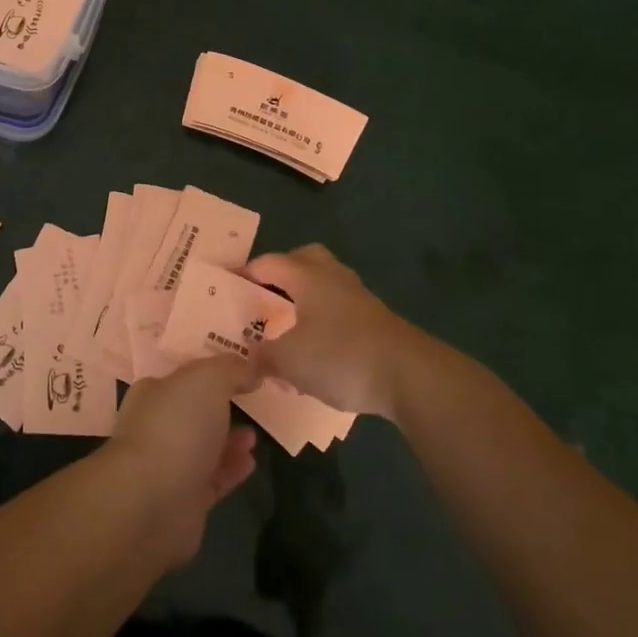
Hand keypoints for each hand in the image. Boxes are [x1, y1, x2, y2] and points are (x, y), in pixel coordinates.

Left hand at [106, 356, 258, 565]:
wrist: (153, 500)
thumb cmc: (176, 426)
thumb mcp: (208, 379)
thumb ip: (231, 369)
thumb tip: (251, 368)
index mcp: (154, 391)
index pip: (183, 374)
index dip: (211, 369)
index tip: (240, 368)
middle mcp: (157, 425)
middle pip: (194, 410)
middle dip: (222, 405)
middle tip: (251, 403)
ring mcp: (169, 464)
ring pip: (204, 445)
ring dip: (230, 438)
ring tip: (255, 434)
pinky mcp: (185, 499)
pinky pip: (213, 477)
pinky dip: (232, 467)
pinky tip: (251, 460)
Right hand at [243, 244, 423, 419]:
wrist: (409, 375)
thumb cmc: (340, 355)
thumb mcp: (289, 360)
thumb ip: (263, 355)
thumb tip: (250, 357)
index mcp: (308, 276)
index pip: (269, 263)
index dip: (246, 272)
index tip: (228, 286)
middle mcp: (333, 278)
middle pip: (304, 260)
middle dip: (282, 274)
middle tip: (264, 296)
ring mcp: (359, 298)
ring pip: (324, 286)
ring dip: (304, 300)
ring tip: (287, 328)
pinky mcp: (376, 322)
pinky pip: (339, 311)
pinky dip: (322, 322)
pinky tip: (315, 352)